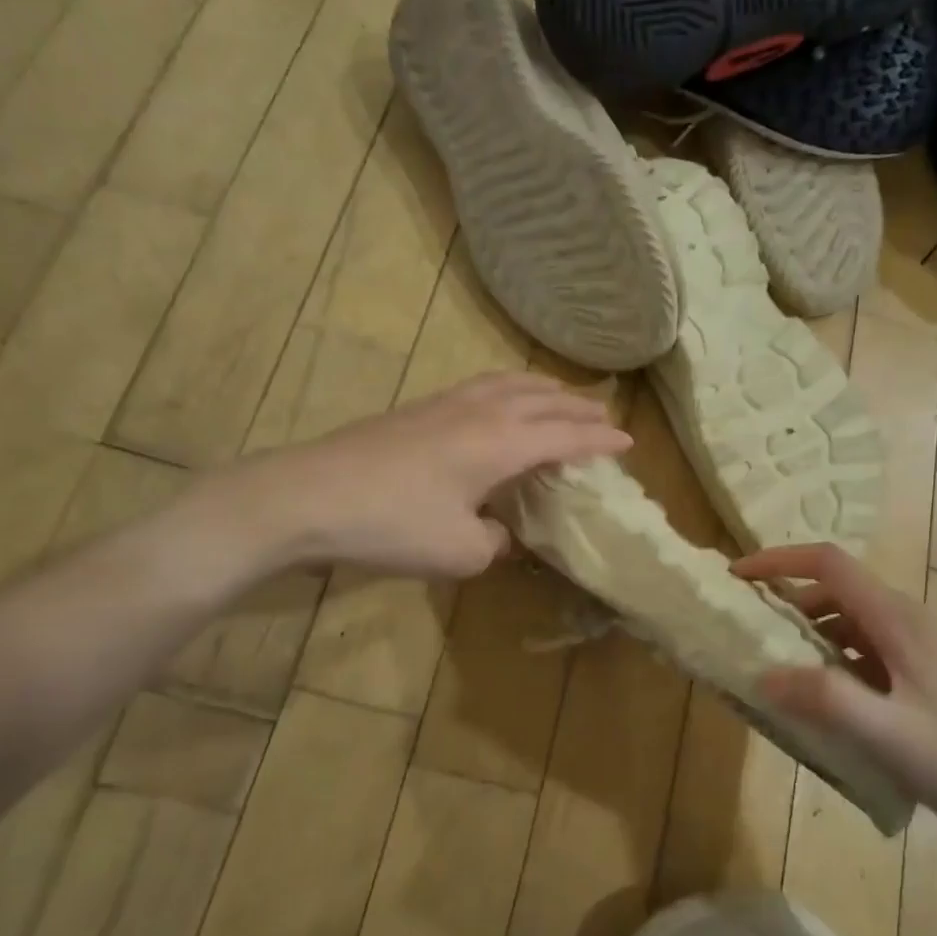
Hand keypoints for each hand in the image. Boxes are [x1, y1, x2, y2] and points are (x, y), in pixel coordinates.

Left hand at [247, 374, 630, 578]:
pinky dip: (509, 389)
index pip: (566, 437)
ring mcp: (446, 404)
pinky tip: (499, 401)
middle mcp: (482, 412)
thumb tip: (498, 532)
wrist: (308, 497)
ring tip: (560, 396)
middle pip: (544, 400)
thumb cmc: (393, 525)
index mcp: (503, 443)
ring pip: (510, 383)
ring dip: (544, 390)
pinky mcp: (418, 408)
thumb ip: (493, 542)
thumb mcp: (459, 552)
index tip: (629, 442)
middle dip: (579, 409)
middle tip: (605, 416)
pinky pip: (482, 387)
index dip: (600, 441)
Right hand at [733, 544, 936, 849]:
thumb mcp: (886, 733)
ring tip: (767, 666)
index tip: (738, 579)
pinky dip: (823, 661)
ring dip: (801, 634)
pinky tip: (809, 698)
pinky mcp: (909, 673)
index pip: (827, 563)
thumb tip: (763, 675)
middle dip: (783, 601)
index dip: (779, 561)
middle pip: (830, 589)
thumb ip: (824, 699)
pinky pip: (854, 650)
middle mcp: (899, 620)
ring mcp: (906, 646)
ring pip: (841, 620)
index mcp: (893, 618)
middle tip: (744, 630)